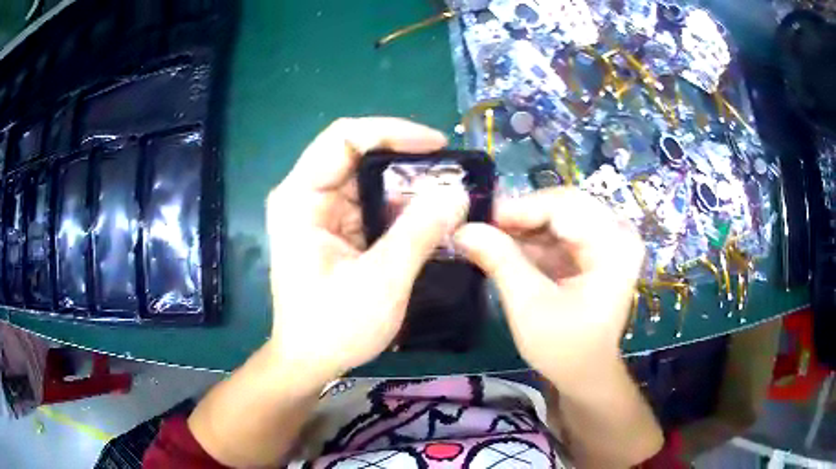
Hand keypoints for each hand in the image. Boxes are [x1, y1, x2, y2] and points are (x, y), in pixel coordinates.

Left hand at [265, 117, 468, 386]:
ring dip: (407, 185)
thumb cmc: (333, 327)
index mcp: (301, 198)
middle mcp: (306, 196)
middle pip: (358, 155)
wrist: (309, 362)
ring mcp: (319, 213)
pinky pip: (371, 204)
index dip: (392, 131)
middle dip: (407, 161)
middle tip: (451, 175)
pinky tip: (429, 218)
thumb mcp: (381, 281)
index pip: (344, 138)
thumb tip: (457, 192)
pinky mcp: (334, 229)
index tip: (437, 145)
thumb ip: (420, 232)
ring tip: (448, 196)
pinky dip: (400, 207)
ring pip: (368, 179)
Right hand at [453, 188, 643, 388]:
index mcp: (614, 247)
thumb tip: (463, 229)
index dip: (519, 208)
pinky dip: (533, 238)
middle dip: (520, 217)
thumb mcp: (529, 306)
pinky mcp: (598, 248)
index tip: (478, 219)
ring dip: (523, 227)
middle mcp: (618, 234)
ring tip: (489, 238)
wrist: (586, 373)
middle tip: (481, 228)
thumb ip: (500, 261)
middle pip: (563, 205)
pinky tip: (508, 248)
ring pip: (559, 214)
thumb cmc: (564, 349)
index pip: (564, 206)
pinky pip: (561, 229)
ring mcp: (610, 239)